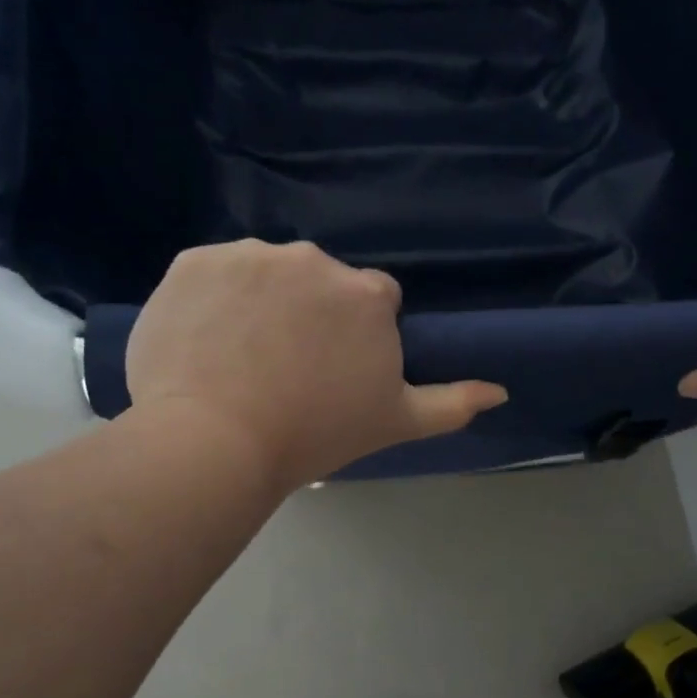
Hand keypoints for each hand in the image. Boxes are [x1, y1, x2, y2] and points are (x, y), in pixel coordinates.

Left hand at [125, 240, 506, 487]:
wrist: (216, 442)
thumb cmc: (316, 433)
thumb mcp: (396, 422)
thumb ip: (452, 403)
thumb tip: (501, 391)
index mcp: (367, 294)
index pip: (372, 301)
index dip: (356, 336)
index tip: (334, 370)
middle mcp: (314, 259)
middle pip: (319, 282)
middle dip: (310, 314)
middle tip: (287, 368)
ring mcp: (251, 256)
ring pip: (265, 273)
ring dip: (261, 302)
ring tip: (241, 358)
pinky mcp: (195, 261)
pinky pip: (213, 273)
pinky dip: (213, 299)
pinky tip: (206, 340)